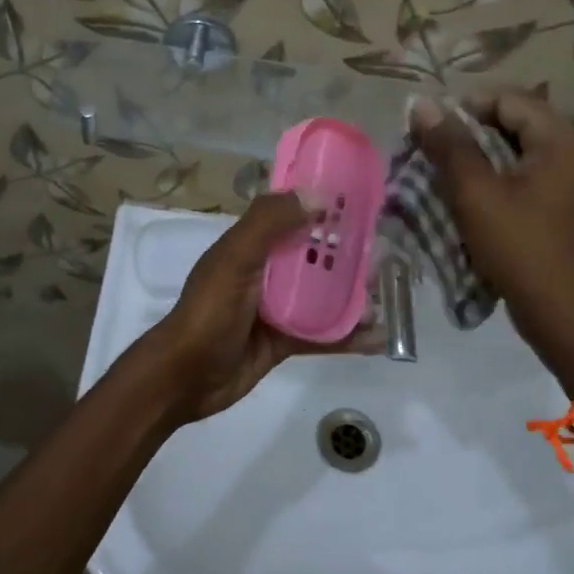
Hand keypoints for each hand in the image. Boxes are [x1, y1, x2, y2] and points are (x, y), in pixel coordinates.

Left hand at [130, 194, 373, 423]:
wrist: (185, 378)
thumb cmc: (209, 312)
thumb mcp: (235, 259)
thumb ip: (269, 223)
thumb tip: (318, 195)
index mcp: (251, 245)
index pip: (291, 214)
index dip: (322, 205)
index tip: (360, 199)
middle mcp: (266, 272)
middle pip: (314, 255)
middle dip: (347, 252)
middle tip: (387, 250)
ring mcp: (277, 308)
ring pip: (323, 295)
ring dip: (353, 293)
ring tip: (389, 292)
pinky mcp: (285, 341)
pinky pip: (323, 334)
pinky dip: (349, 335)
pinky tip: (379, 337)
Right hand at [410, 92, 573, 375]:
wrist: (562, 313)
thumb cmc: (518, 247)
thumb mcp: (476, 194)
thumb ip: (449, 145)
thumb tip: (422, 105)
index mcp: (564, 139)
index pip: (508, 99)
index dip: (465, 108)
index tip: (429, 130)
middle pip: (518, 122)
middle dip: (472, 132)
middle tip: (434, 151)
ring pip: (522, 149)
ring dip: (484, 155)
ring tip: (448, 172)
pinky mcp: (572, 203)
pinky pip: (532, 173)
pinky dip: (502, 176)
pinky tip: (476, 195)